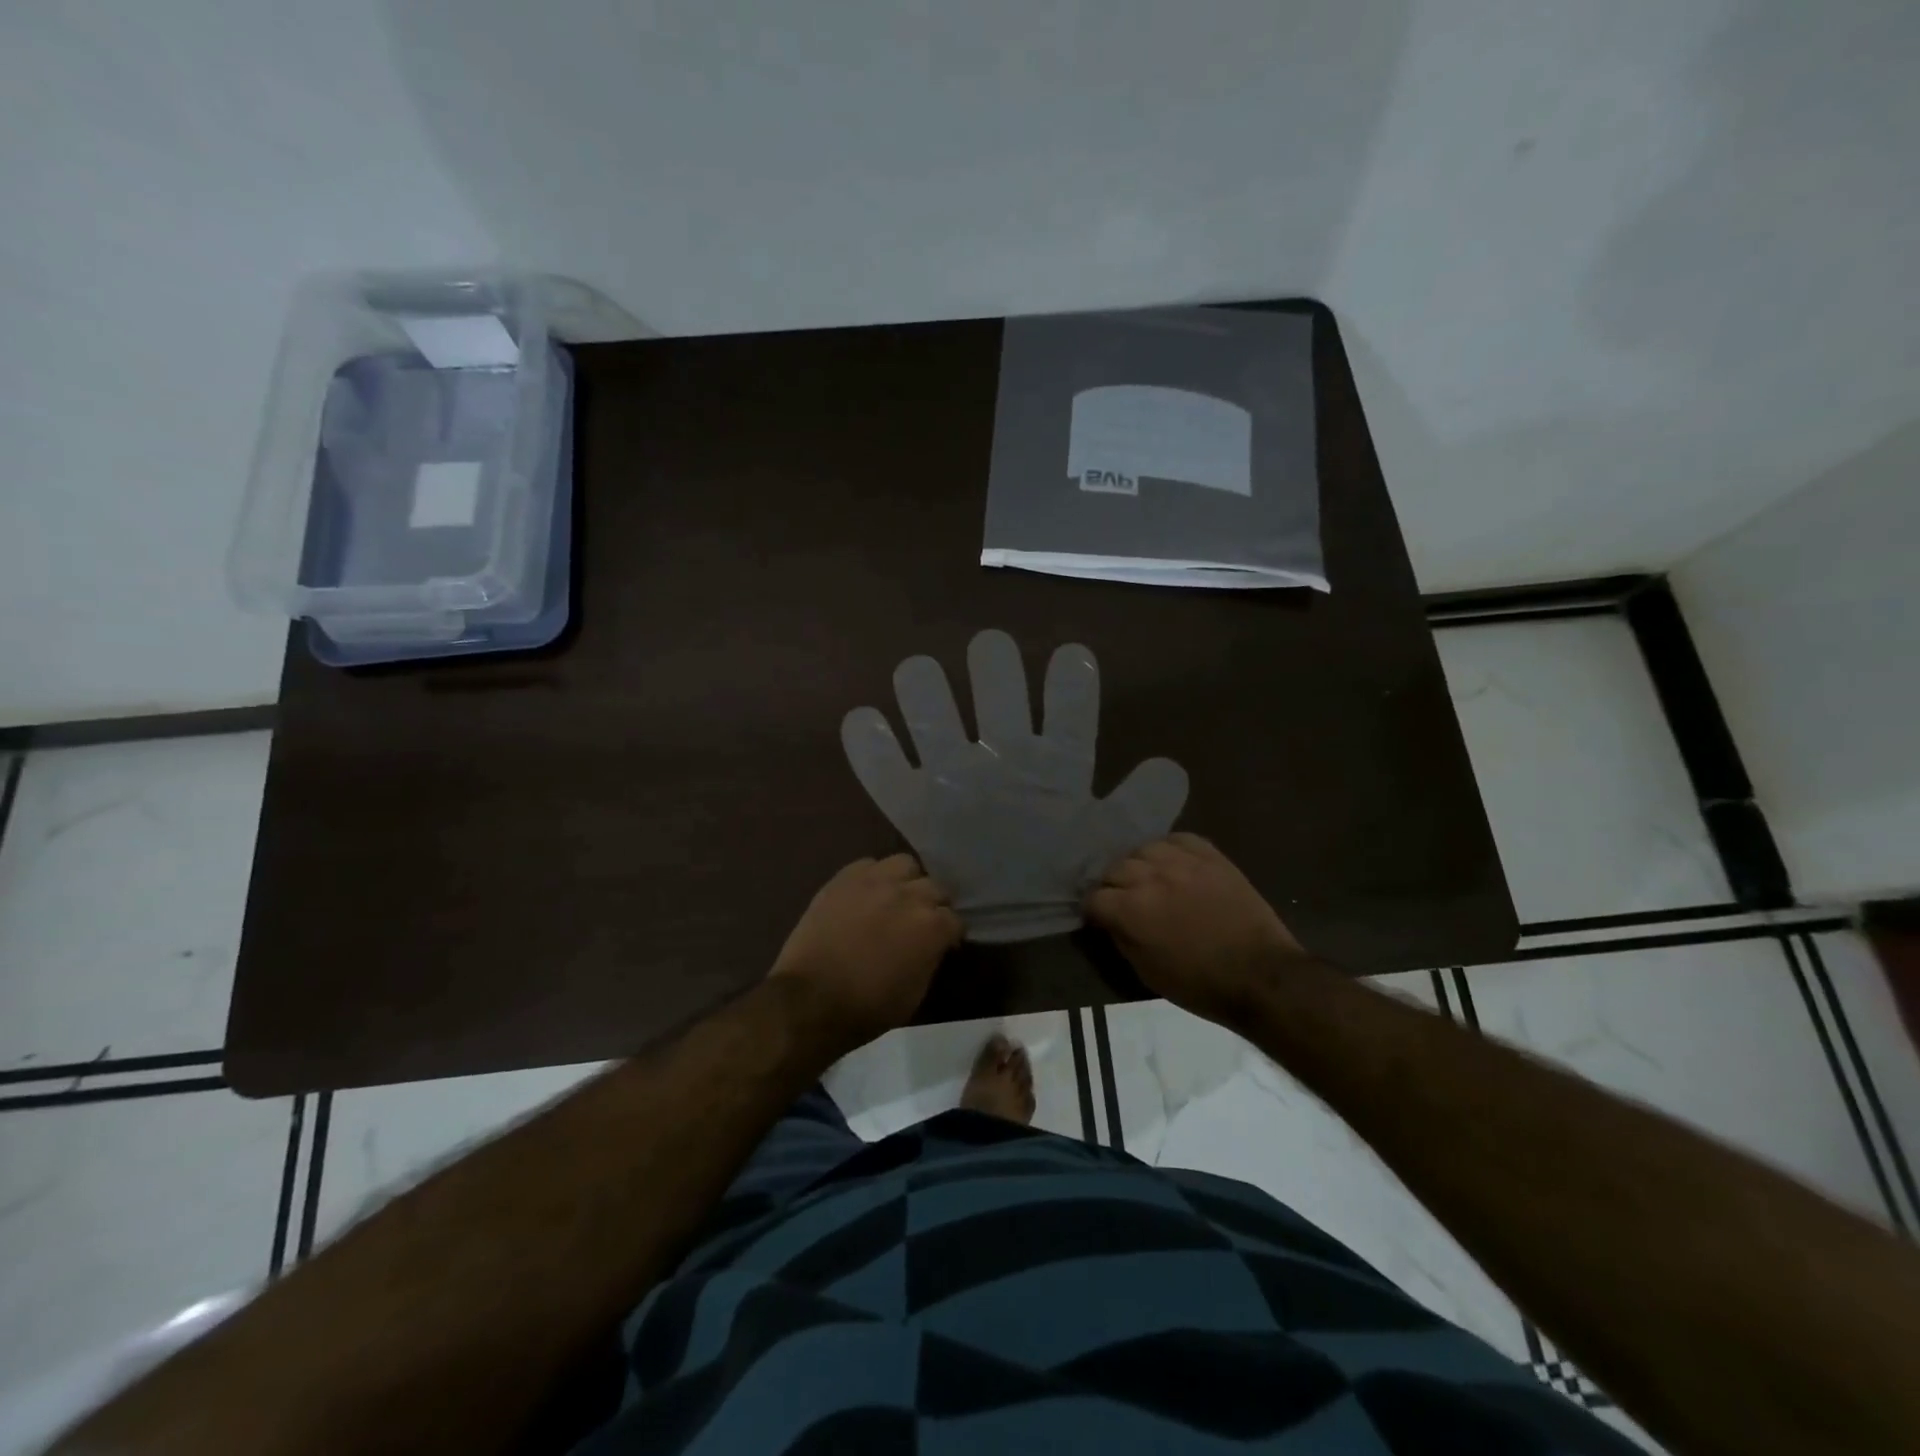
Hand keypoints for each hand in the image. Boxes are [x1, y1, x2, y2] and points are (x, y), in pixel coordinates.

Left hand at [769, 854, 961, 1053]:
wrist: (810, 999)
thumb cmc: (868, 1007)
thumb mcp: (915, 992)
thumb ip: (931, 958)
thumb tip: (934, 946)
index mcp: (931, 926)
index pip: (955, 920)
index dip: (951, 934)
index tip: (945, 945)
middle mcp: (909, 895)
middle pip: (935, 887)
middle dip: (934, 905)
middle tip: (921, 922)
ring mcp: (875, 880)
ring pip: (905, 864)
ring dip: (907, 881)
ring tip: (897, 898)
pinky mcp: (844, 877)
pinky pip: (869, 865)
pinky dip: (874, 877)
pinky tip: (868, 894)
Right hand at [1084, 833, 1307, 1026]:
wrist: (1261, 974)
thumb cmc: (1200, 984)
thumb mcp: (1147, 973)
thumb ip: (1121, 939)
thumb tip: (1109, 921)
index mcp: (1131, 910)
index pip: (1094, 897)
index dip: (1093, 911)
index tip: (1100, 919)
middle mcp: (1151, 877)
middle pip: (1115, 868)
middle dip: (1113, 886)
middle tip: (1124, 901)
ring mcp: (1182, 862)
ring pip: (1144, 849)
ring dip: (1140, 865)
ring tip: (1149, 879)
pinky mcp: (1210, 856)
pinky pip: (1179, 839)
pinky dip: (1170, 849)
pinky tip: (1173, 863)